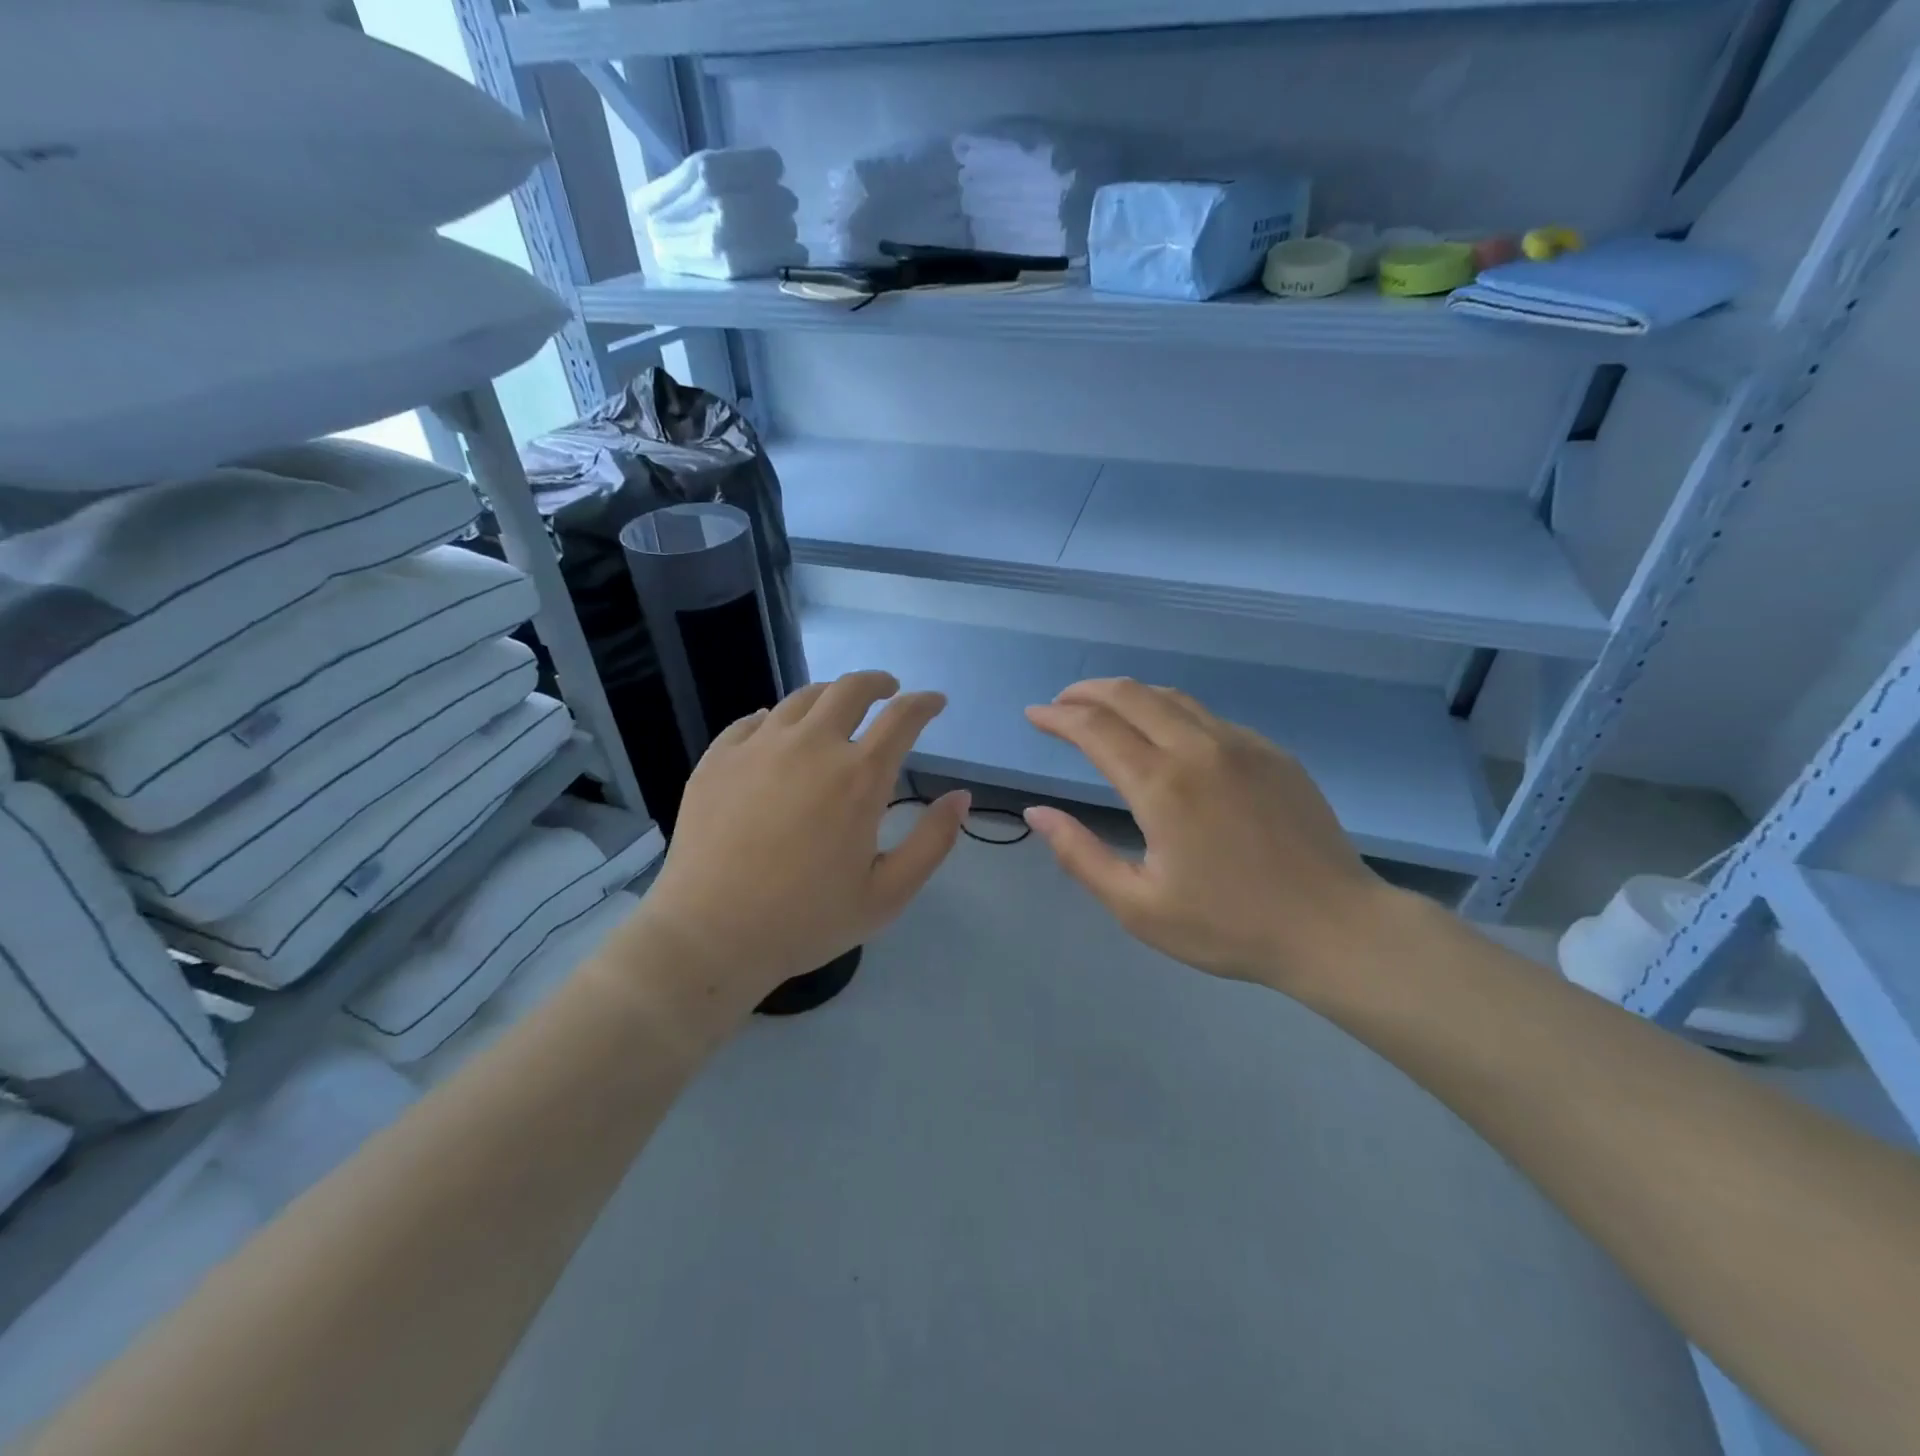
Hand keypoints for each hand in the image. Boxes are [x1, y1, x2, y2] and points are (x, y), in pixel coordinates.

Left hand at [626, 671, 968, 1026]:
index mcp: (859, 777)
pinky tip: (777, 732)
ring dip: (830, 696)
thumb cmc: (807, 920)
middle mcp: (811, 746)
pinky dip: (777, 719)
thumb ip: (932, 841)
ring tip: (837, 710)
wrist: (710, 935)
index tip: (935, 703)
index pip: (902, 717)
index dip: (925, 703)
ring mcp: (759, 747)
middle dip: (878, 683)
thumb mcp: (888, 894)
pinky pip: (753, 720)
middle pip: (850, 689)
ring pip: (802, 698)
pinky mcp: (718, 758)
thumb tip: (961, 797)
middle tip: (888, 692)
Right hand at [1024, 678, 1387, 990]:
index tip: (1034, 715)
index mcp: (1162, 785)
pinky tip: (1167, 735)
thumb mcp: (1138, 907)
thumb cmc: (1229, 926)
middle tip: (1061, 702)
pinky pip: (1209, 716)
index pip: (1095, 729)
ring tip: (1104, 709)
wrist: (1335, 928)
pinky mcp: (1272, 752)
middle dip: (1087, 691)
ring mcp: (1242, 744)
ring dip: (1129, 694)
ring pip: (1173, 697)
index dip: (1057, 716)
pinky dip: (1172, 711)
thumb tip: (1037, 812)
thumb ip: (1080, 855)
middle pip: (1132, 695)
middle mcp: (1199, 748)